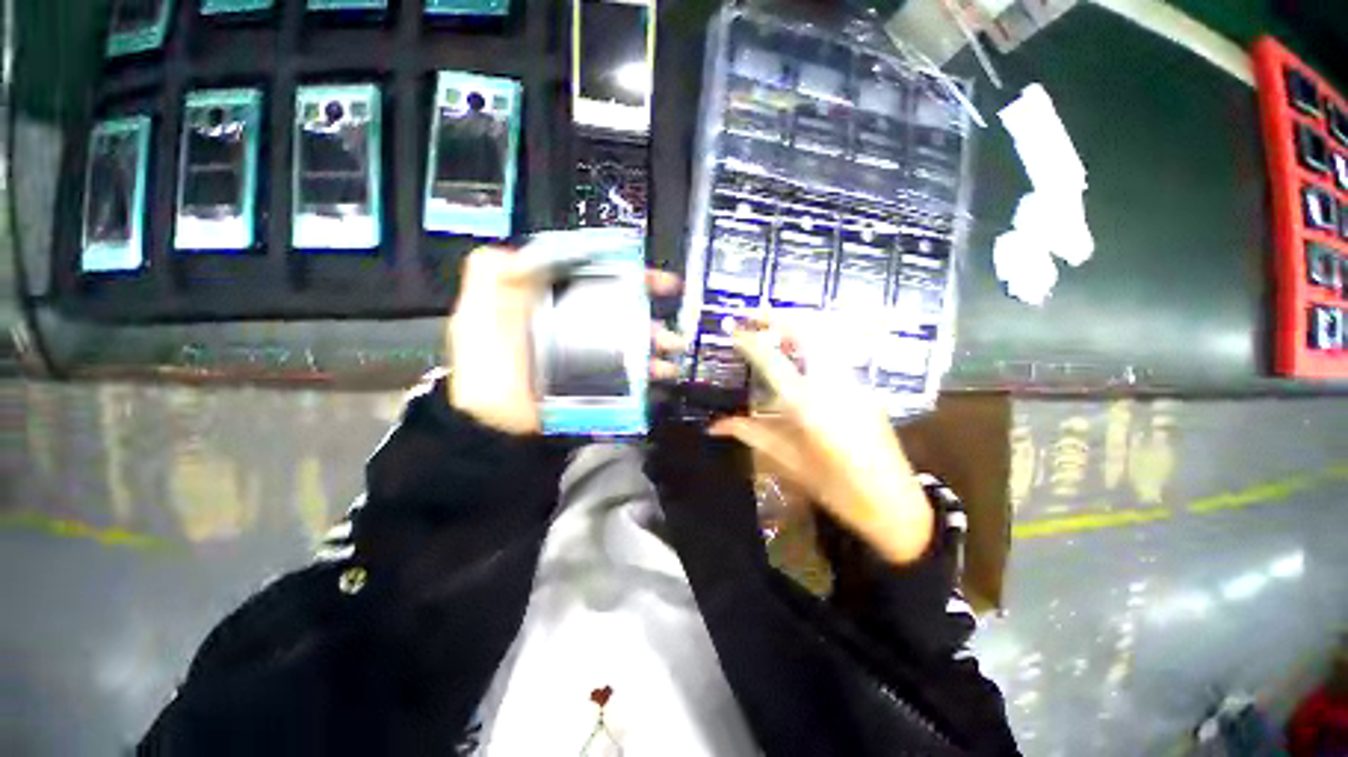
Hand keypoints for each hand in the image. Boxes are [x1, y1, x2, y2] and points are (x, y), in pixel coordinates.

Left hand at [447, 244, 684, 434]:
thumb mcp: (476, 312)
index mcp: (551, 302)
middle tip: (669, 301)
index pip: (592, 276)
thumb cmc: (485, 366)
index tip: (646, 272)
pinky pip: (629, 369)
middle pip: (619, 306)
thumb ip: (490, 272)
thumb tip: (524, 249)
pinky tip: (661, 370)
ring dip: (655, 338)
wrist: (495, 422)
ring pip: (630, 338)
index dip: (619, 269)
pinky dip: (649, 369)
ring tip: (670, 344)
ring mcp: (588, 352)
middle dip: (648, 305)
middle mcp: (574, 323)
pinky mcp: (597, 378)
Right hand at [708, 315, 933, 564]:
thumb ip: (751, 434)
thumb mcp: (787, 462)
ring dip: (797, 325)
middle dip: (778, 316)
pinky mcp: (864, 387)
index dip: (749, 340)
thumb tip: (715, 425)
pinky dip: (813, 342)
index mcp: (808, 404)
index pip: (772, 359)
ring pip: (826, 336)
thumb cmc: (835, 487)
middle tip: (753, 315)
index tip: (732, 327)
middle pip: (807, 331)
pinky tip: (798, 353)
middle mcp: (832, 383)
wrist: (894, 503)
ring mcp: (853, 381)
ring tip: (773, 329)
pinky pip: (835, 352)